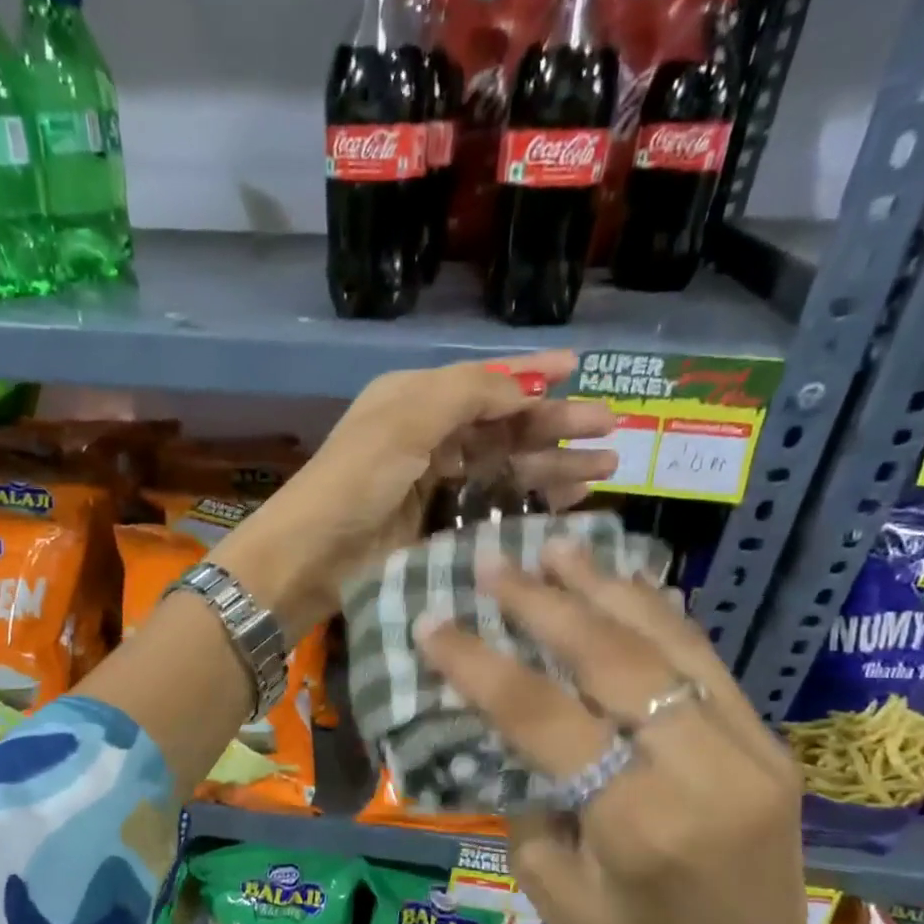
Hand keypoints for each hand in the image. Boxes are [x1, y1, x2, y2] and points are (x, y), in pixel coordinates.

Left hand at [211, 353, 615, 636]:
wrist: (313, 555)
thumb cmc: (356, 480)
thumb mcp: (406, 419)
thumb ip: (468, 394)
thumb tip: (524, 388)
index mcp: (414, 400)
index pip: (484, 381)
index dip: (531, 374)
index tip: (579, 367)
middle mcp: (427, 435)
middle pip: (503, 424)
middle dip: (555, 424)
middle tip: (610, 429)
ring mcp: (433, 483)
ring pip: (504, 465)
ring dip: (552, 464)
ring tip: (604, 468)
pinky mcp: (437, 524)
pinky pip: (493, 503)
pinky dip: (528, 500)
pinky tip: (565, 501)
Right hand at [416, 542, 888, 923]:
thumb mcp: (557, 901)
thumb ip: (528, 804)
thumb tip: (502, 735)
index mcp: (642, 823)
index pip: (545, 717)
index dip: (480, 665)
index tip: (433, 622)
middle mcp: (706, 772)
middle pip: (615, 660)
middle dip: (546, 604)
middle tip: (495, 561)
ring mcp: (752, 753)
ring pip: (671, 646)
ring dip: (608, 590)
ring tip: (558, 547)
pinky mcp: (770, 750)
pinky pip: (706, 666)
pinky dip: (660, 618)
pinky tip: (626, 588)